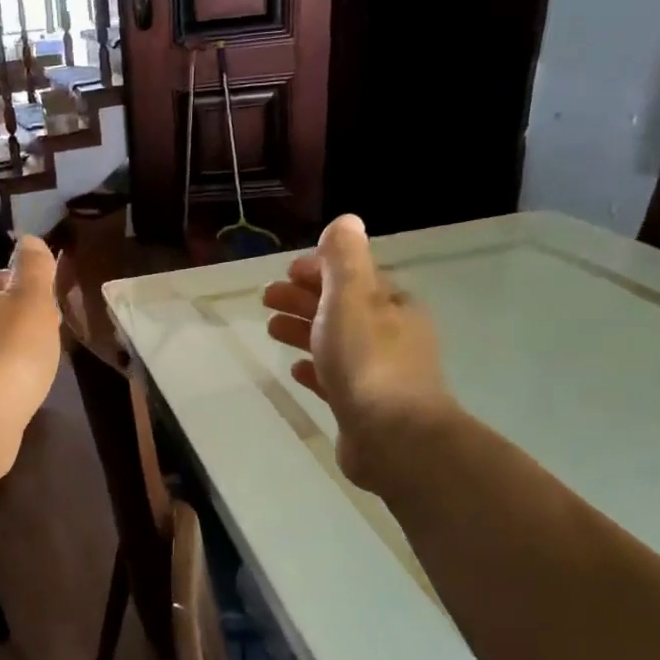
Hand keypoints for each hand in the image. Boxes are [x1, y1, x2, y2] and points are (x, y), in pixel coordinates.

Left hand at [0, 236, 61, 478]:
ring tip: (39, 364)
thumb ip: (34, 267)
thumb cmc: (11, 352)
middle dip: (20, 320)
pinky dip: (5, 376)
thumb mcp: (32, 300)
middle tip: (49, 336)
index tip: (50, 304)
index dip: (27, 286)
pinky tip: (20, 388)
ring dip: (13, 350)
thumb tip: (28, 239)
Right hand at [262, 215, 457, 490]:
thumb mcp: (352, 296)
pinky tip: (296, 370)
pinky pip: (335, 379)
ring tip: (271, 329)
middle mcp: (390, 334)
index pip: (352, 276)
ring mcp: (378, 372)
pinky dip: (315, 368)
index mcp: (390, 304)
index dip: (319, 270)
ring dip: (303, 330)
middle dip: (304, 298)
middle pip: (340, 307)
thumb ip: (344, 259)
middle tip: (266, 298)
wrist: (393, 437)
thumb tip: (346, 222)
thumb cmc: (368, 359)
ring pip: (335, 342)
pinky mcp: (364, 406)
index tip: (286, 272)